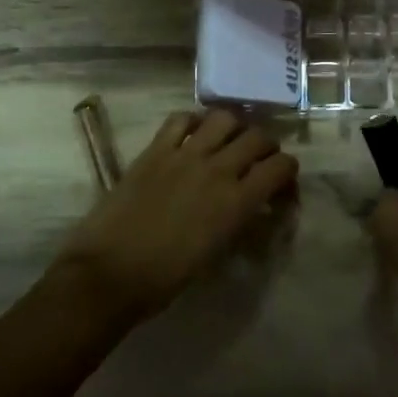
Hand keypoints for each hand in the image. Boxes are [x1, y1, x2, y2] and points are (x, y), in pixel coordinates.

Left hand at [54, 110, 297, 325]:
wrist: (109, 274)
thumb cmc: (165, 278)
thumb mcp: (216, 252)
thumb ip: (239, 221)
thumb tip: (252, 207)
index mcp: (236, 202)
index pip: (281, 167)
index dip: (288, 173)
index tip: (280, 187)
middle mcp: (217, 170)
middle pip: (258, 137)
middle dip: (266, 147)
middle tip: (259, 161)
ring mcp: (184, 155)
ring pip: (225, 118)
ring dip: (234, 128)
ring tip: (227, 142)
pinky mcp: (155, 150)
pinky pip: (180, 118)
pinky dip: (193, 121)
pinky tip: (192, 135)